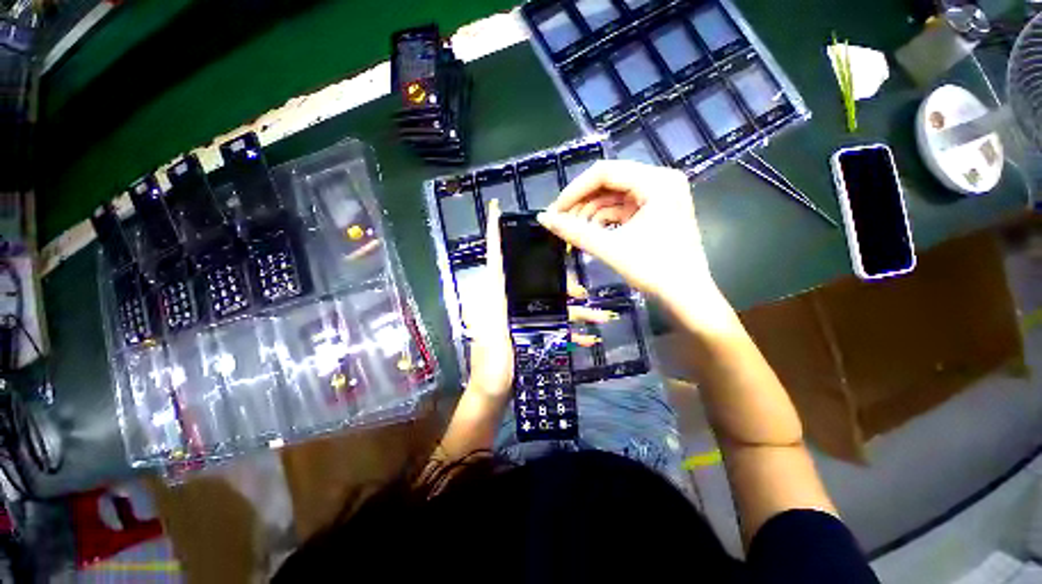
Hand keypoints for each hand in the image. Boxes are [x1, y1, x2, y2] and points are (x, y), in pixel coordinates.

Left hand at [464, 200, 615, 401]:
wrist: (494, 392)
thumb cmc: (491, 366)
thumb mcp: (493, 334)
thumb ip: (495, 306)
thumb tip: (495, 273)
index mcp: (496, 296)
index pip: (495, 257)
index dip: (493, 232)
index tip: (495, 208)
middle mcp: (510, 300)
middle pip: (537, 278)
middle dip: (561, 283)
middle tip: (580, 294)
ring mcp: (524, 316)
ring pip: (553, 302)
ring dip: (576, 310)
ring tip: (599, 318)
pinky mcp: (534, 331)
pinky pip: (557, 325)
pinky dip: (572, 331)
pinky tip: (589, 338)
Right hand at [538, 160, 734, 332]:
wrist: (687, 297)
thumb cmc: (654, 271)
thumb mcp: (610, 248)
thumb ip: (574, 231)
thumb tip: (543, 218)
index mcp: (657, 181)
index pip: (605, 172)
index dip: (574, 191)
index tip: (554, 212)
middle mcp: (660, 180)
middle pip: (609, 182)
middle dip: (582, 202)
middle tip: (561, 222)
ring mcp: (660, 196)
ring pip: (614, 196)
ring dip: (591, 212)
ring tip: (574, 231)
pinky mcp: (656, 211)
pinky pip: (622, 208)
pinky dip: (604, 219)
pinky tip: (590, 233)